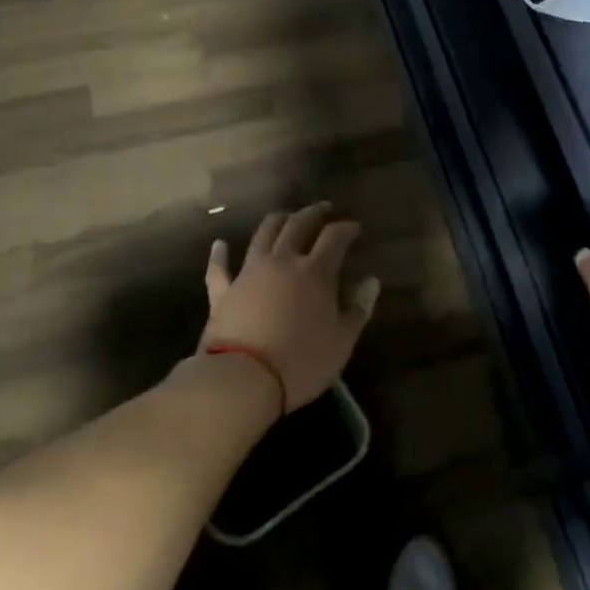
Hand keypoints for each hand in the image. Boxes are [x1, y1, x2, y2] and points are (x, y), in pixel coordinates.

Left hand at [200, 204, 381, 411]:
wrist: (241, 380)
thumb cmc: (300, 362)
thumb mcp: (341, 342)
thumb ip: (358, 309)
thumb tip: (371, 282)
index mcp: (315, 272)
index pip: (334, 238)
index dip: (346, 228)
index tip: (355, 226)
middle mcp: (282, 262)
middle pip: (298, 225)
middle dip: (313, 213)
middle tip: (323, 208)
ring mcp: (249, 273)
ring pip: (263, 235)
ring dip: (276, 221)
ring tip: (285, 216)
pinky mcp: (223, 292)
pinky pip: (219, 268)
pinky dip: (220, 254)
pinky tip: (220, 244)